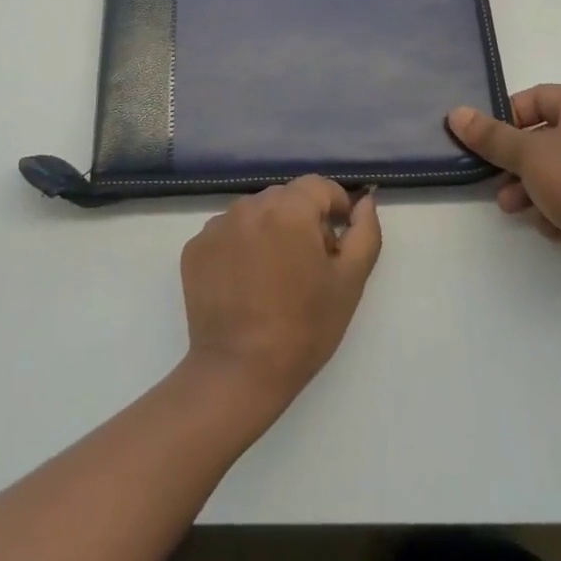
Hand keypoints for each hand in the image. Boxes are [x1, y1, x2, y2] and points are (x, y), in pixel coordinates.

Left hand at [179, 176, 382, 409]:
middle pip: (286, 198)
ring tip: (275, 277)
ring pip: (255, 214)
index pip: (319, 187)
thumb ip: (365, 233)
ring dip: (270, 232)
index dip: (336, 208)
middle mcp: (250, 205)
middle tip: (309, 266)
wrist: (238, 373)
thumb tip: (365, 202)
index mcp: (289, 209)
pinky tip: (245, 284)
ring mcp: (217, 225)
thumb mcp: (349, 283)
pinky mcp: (195, 247)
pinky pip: (227, 233)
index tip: (337, 243)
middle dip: (302, 221)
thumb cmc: (303, 328)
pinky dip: (240, 247)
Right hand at [448, 85, 560, 296]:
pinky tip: (550, 227)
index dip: (508, 115)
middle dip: (514, 162)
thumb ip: (491, 136)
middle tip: (493, 177)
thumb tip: (456, 113)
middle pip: (541, 138)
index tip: (488, 139)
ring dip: (527, 189)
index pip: (537, 98)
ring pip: (552, 172)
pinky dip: (555, 211)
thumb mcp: (529, 155)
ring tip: (512, 207)